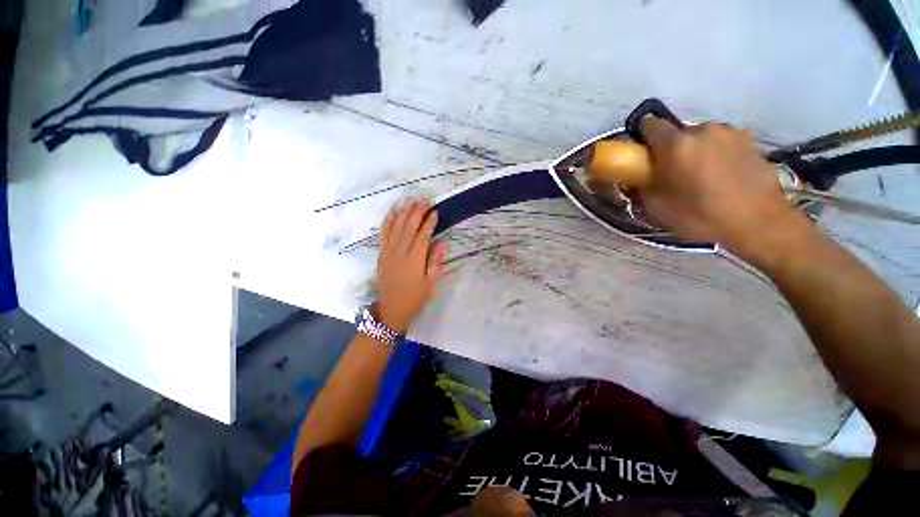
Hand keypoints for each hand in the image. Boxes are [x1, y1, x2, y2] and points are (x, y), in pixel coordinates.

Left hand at [376, 199, 448, 332]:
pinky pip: (383, 233)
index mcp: (414, 260)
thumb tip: (443, 243)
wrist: (391, 309)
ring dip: (403, 212)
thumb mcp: (431, 284)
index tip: (435, 211)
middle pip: (408, 227)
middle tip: (424, 200)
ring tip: (411, 201)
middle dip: (417, 212)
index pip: (422, 235)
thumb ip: (436, 262)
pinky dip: (388, 221)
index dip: (429, 222)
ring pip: (396, 227)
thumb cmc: (415, 298)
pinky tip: (392, 212)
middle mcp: (400, 252)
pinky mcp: (381, 254)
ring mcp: (388, 252)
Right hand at [638, 117, 802, 256]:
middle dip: (671, 149)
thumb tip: (637, 179)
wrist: (757, 222)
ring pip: (702, 137)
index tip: (643, 153)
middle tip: (674, 172)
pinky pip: (723, 143)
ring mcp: (730, 132)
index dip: (642, 135)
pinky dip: (717, 154)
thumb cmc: (700, 215)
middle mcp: (702, 130)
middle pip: (677, 133)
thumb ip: (641, 188)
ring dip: (696, 150)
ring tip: (702, 175)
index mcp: (675, 144)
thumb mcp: (656, 208)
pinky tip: (724, 176)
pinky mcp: (750, 140)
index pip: (650, 124)